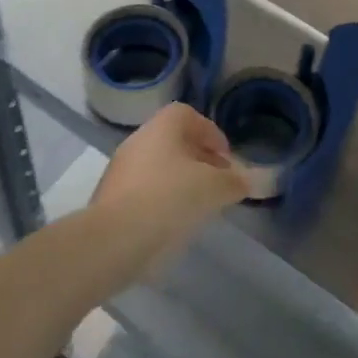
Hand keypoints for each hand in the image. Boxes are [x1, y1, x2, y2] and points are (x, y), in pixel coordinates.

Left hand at [91, 103, 248, 275]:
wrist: (112, 241)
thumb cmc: (169, 199)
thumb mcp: (213, 189)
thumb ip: (234, 182)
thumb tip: (248, 180)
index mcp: (163, 126)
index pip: (190, 116)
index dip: (212, 135)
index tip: (227, 161)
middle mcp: (139, 139)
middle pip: (175, 142)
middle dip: (199, 160)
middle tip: (217, 185)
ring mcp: (120, 169)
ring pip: (159, 167)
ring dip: (180, 182)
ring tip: (198, 209)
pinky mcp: (109, 199)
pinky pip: (143, 192)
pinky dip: (160, 201)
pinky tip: (171, 225)